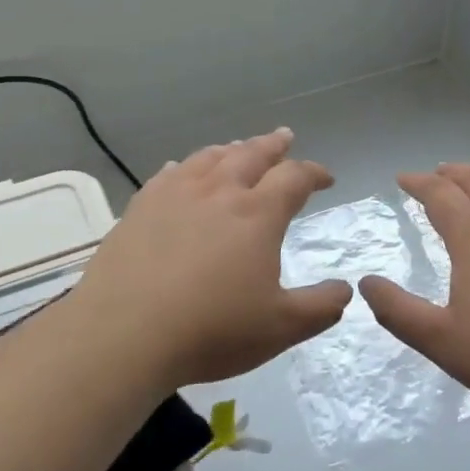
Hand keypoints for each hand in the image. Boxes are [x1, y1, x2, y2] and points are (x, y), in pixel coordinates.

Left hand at [72, 128, 352, 387]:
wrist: (124, 334)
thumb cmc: (211, 330)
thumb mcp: (280, 328)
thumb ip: (320, 307)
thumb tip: (345, 290)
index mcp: (257, 214)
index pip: (294, 177)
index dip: (314, 173)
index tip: (326, 178)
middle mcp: (219, 192)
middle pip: (251, 154)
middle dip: (273, 145)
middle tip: (285, 137)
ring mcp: (175, 195)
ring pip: (210, 158)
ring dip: (231, 149)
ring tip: (239, 147)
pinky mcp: (140, 207)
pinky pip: (169, 174)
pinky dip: (186, 166)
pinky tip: (183, 170)